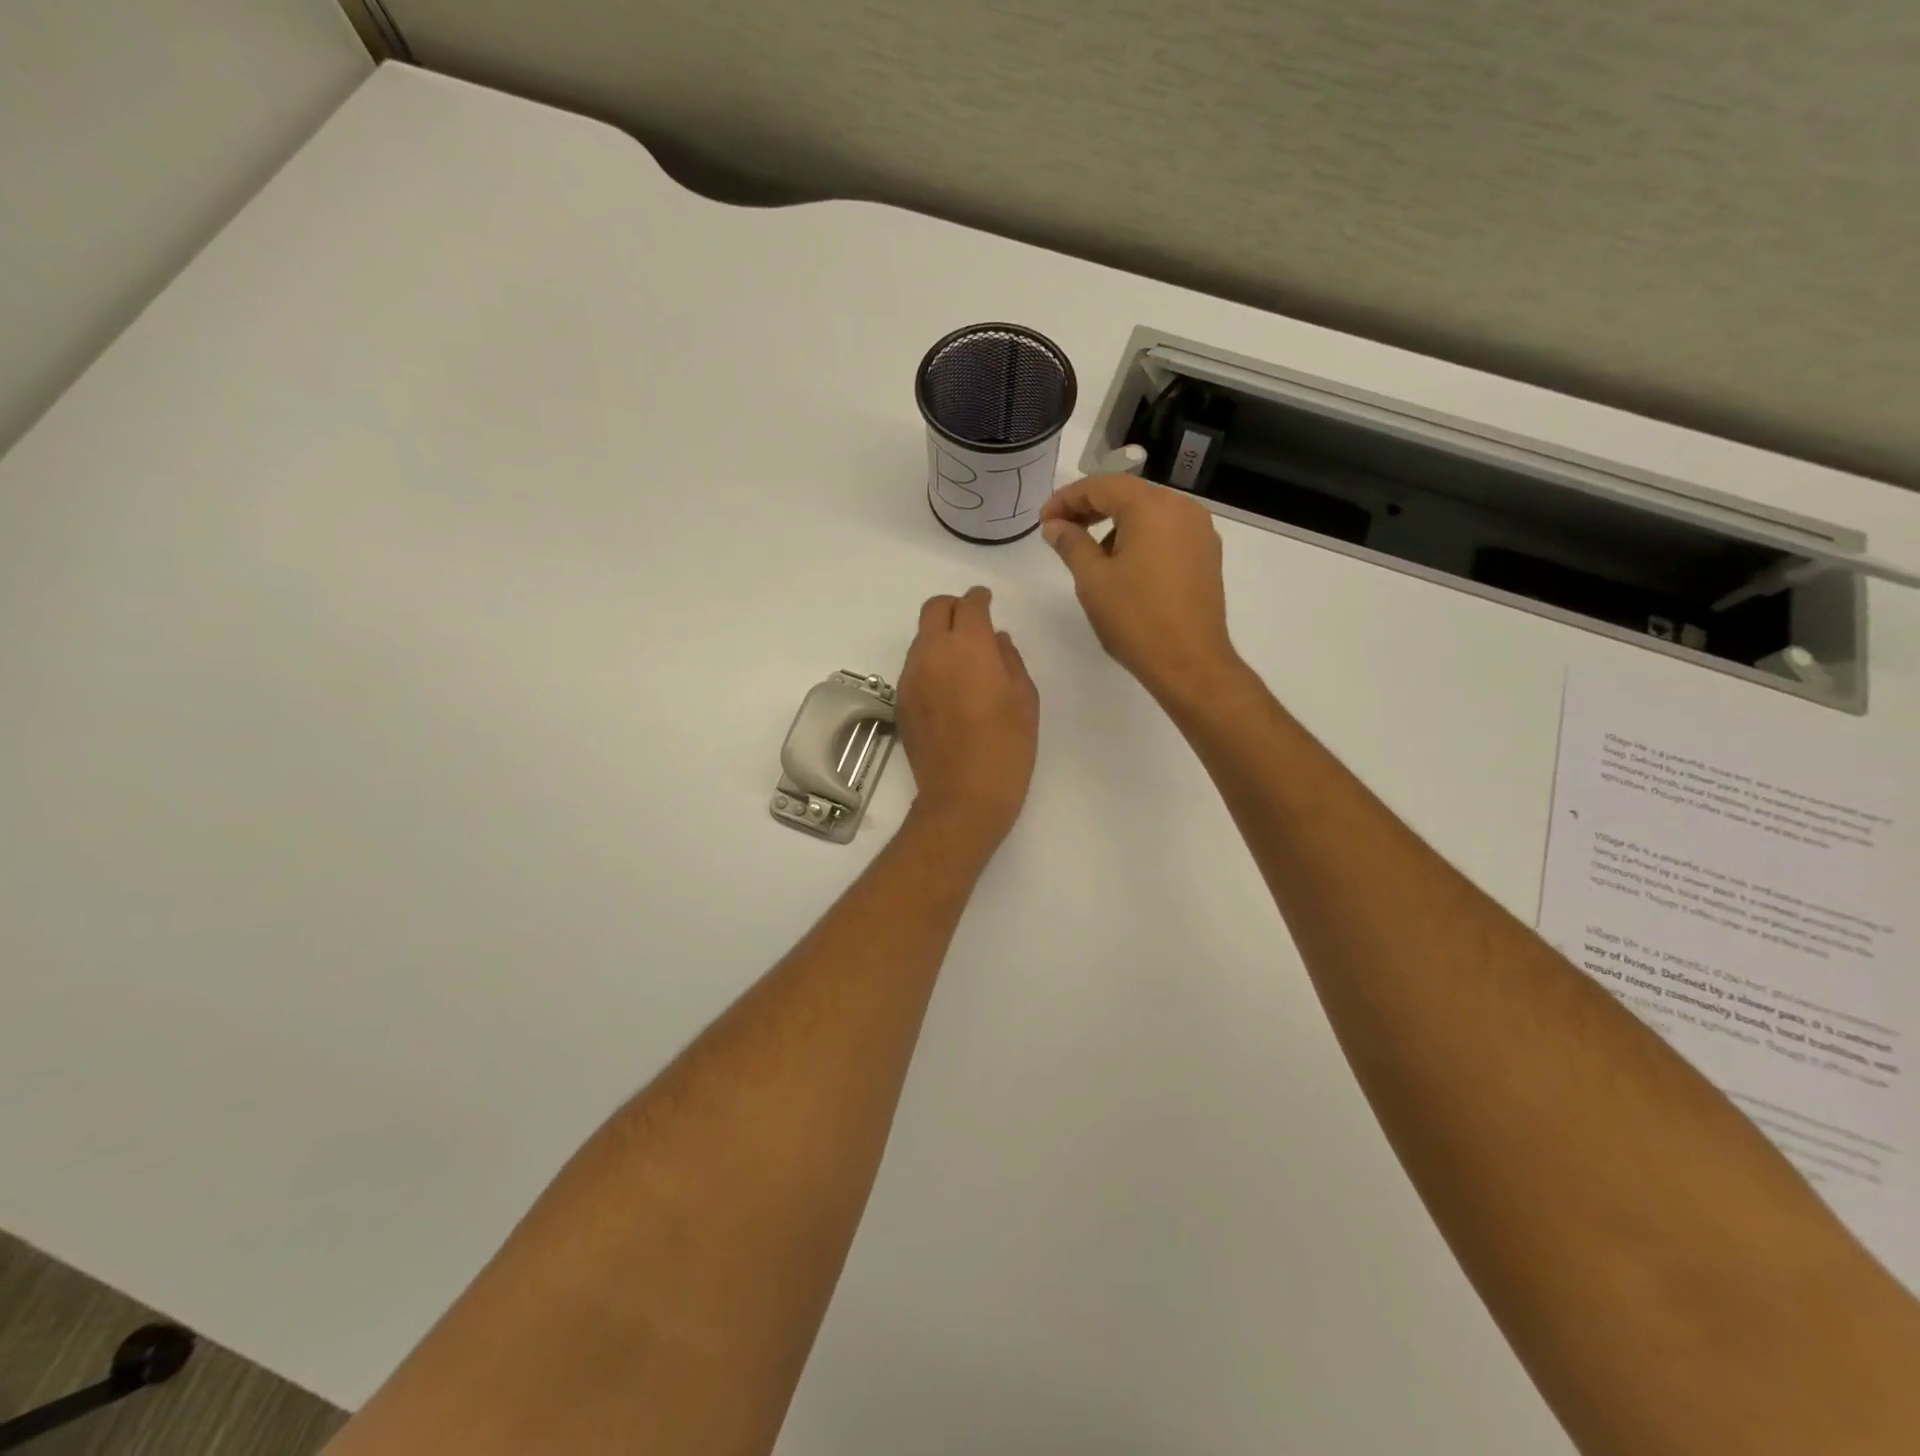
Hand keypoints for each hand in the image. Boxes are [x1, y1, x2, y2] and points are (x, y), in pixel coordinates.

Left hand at [896, 586, 1039, 852]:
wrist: (962, 796)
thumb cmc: (1006, 747)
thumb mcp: (1024, 698)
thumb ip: (1010, 659)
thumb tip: (996, 640)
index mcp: (968, 647)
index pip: (969, 605)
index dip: (980, 598)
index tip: (988, 602)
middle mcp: (932, 653)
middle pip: (934, 610)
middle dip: (954, 607)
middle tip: (973, 622)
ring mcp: (911, 677)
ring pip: (921, 638)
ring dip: (941, 637)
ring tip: (964, 661)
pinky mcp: (901, 701)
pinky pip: (915, 666)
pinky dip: (931, 663)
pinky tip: (949, 688)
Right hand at [1039, 475, 1238, 708]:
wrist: (1190, 662)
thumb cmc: (1135, 619)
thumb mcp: (1092, 580)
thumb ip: (1071, 544)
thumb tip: (1055, 525)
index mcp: (1152, 507)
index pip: (1101, 486)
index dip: (1067, 499)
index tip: (1044, 522)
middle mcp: (1182, 508)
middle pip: (1128, 494)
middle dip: (1090, 508)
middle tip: (1060, 531)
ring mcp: (1200, 531)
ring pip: (1149, 512)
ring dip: (1115, 524)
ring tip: (1090, 553)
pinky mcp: (1206, 555)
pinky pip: (1167, 532)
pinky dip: (1140, 537)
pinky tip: (1124, 565)